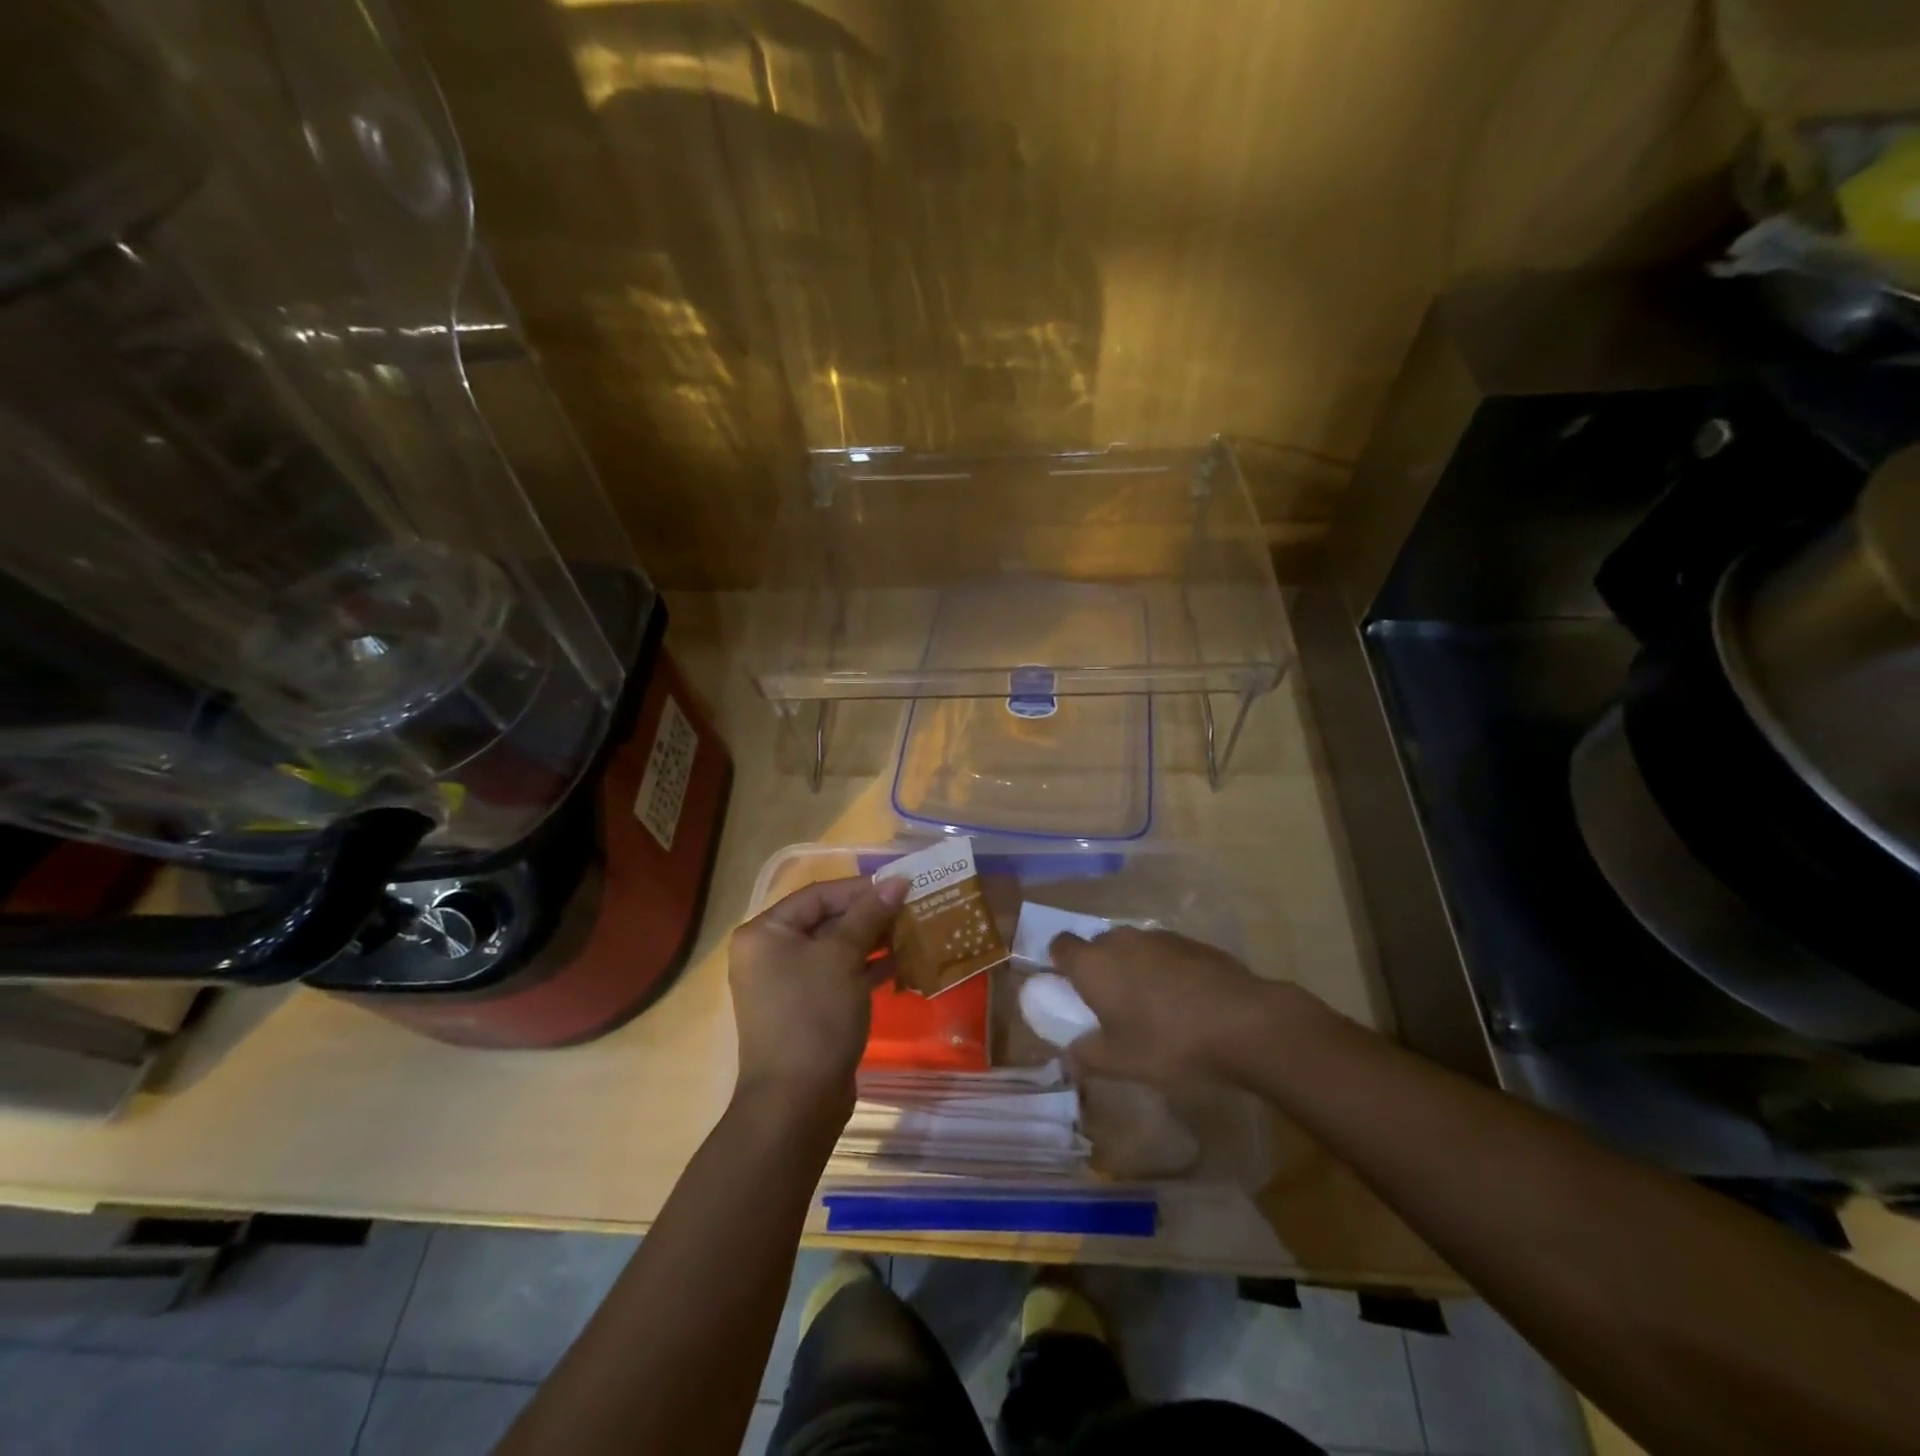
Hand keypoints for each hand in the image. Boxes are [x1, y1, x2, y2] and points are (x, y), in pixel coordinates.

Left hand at [728, 875, 906, 1116]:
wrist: (797, 1101)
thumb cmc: (814, 1015)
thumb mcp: (842, 956)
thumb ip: (869, 914)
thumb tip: (897, 880)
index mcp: (765, 933)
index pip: (818, 895)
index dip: (860, 888)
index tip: (901, 885)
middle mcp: (770, 954)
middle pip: (826, 920)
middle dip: (870, 914)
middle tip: (912, 907)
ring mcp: (788, 985)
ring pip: (836, 949)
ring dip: (873, 940)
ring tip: (914, 930)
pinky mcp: (808, 1010)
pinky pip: (839, 976)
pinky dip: (867, 968)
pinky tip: (902, 962)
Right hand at [1049, 927, 1291, 1085]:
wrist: (1242, 1021)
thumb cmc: (1168, 1041)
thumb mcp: (1120, 1062)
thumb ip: (1086, 1056)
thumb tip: (1069, 1055)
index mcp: (1093, 963)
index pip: (1060, 945)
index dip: (1060, 963)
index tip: (1069, 988)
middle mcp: (1120, 940)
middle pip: (1097, 945)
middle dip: (1099, 968)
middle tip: (1110, 1004)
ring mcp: (1158, 937)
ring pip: (1132, 947)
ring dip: (1133, 968)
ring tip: (1150, 1005)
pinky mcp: (1191, 941)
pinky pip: (1163, 952)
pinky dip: (1164, 969)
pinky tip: (1183, 1001)